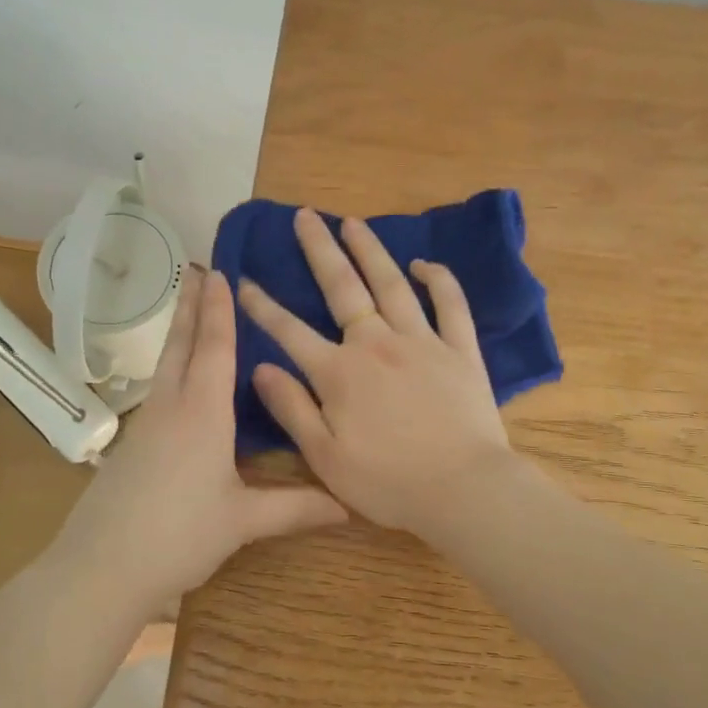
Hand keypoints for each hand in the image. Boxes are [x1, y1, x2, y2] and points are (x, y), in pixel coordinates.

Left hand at [52, 267, 346, 616]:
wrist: (102, 568)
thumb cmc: (179, 536)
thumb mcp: (242, 521)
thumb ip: (296, 507)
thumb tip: (350, 505)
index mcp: (203, 414)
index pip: (215, 348)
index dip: (220, 310)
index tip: (221, 272)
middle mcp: (172, 408)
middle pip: (182, 345)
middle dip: (192, 306)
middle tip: (198, 270)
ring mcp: (146, 426)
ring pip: (166, 365)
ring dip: (179, 332)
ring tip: (188, 309)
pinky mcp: (132, 446)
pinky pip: (158, 390)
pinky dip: (172, 367)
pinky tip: (178, 381)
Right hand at [239, 208, 517, 536]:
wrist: (464, 490)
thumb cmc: (389, 483)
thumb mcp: (326, 457)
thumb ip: (292, 409)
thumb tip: (261, 367)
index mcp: (339, 373)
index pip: (290, 330)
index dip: (263, 305)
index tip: (243, 280)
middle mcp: (377, 344)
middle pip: (342, 288)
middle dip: (319, 250)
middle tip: (304, 216)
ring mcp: (422, 342)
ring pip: (392, 284)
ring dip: (370, 250)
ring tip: (352, 222)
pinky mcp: (460, 351)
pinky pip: (450, 305)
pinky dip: (438, 280)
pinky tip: (424, 263)